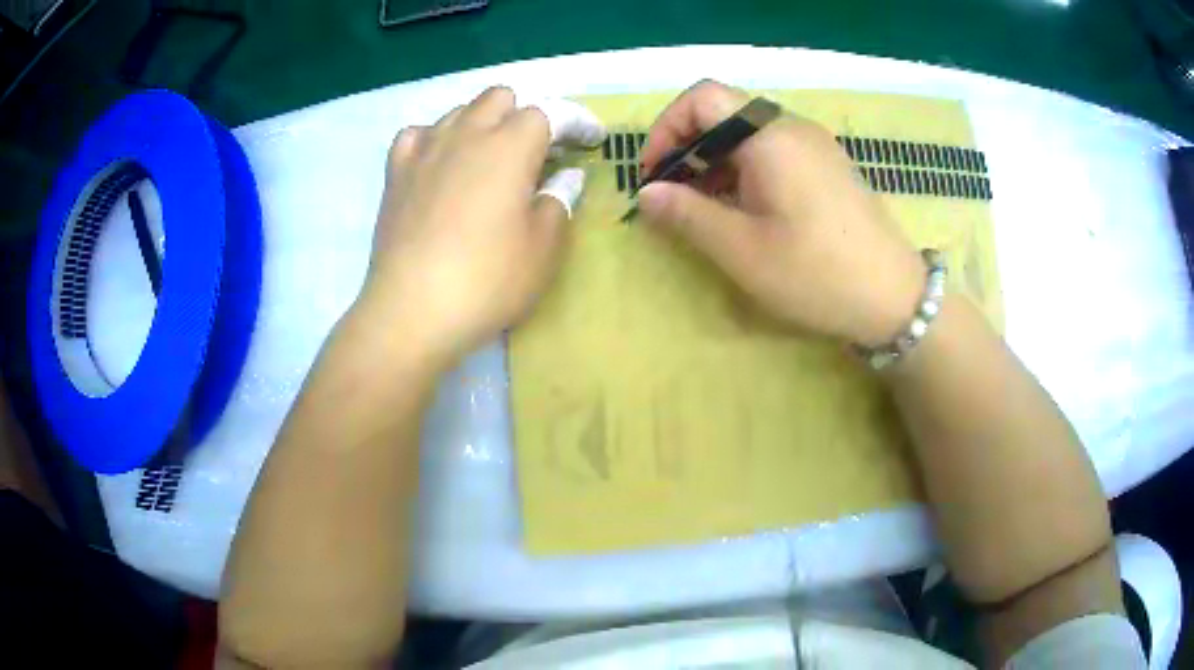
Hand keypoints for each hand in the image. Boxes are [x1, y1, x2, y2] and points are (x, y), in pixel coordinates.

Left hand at [355, 87, 605, 364]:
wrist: (412, 311)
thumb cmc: (488, 281)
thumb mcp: (543, 248)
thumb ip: (559, 201)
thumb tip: (566, 176)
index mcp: (510, 147)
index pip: (550, 112)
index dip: (576, 121)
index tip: (591, 140)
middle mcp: (466, 134)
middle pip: (500, 98)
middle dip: (525, 115)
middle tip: (537, 152)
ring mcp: (425, 150)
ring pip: (459, 111)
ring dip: (483, 124)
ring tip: (490, 159)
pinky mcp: (396, 173)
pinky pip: (417, 135)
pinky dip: (436, 139)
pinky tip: (441, 164)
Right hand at [639, 80, 926, 346]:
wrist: (895, 298)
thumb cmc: (817, 274)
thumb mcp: (742, 250)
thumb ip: (687, 214)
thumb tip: (646, 193)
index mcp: (770, 137)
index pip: (702, 98)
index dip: (666, 129)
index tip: (654, 175)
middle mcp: (794, 128)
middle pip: (725, 114)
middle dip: (689, 149)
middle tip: (674, 198)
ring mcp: (816, 146)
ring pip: (749, 135)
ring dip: (716, 162)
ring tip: (705, 211)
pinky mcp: (829, 167)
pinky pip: (775, 152)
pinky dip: (746, 171)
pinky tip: (745, 211)